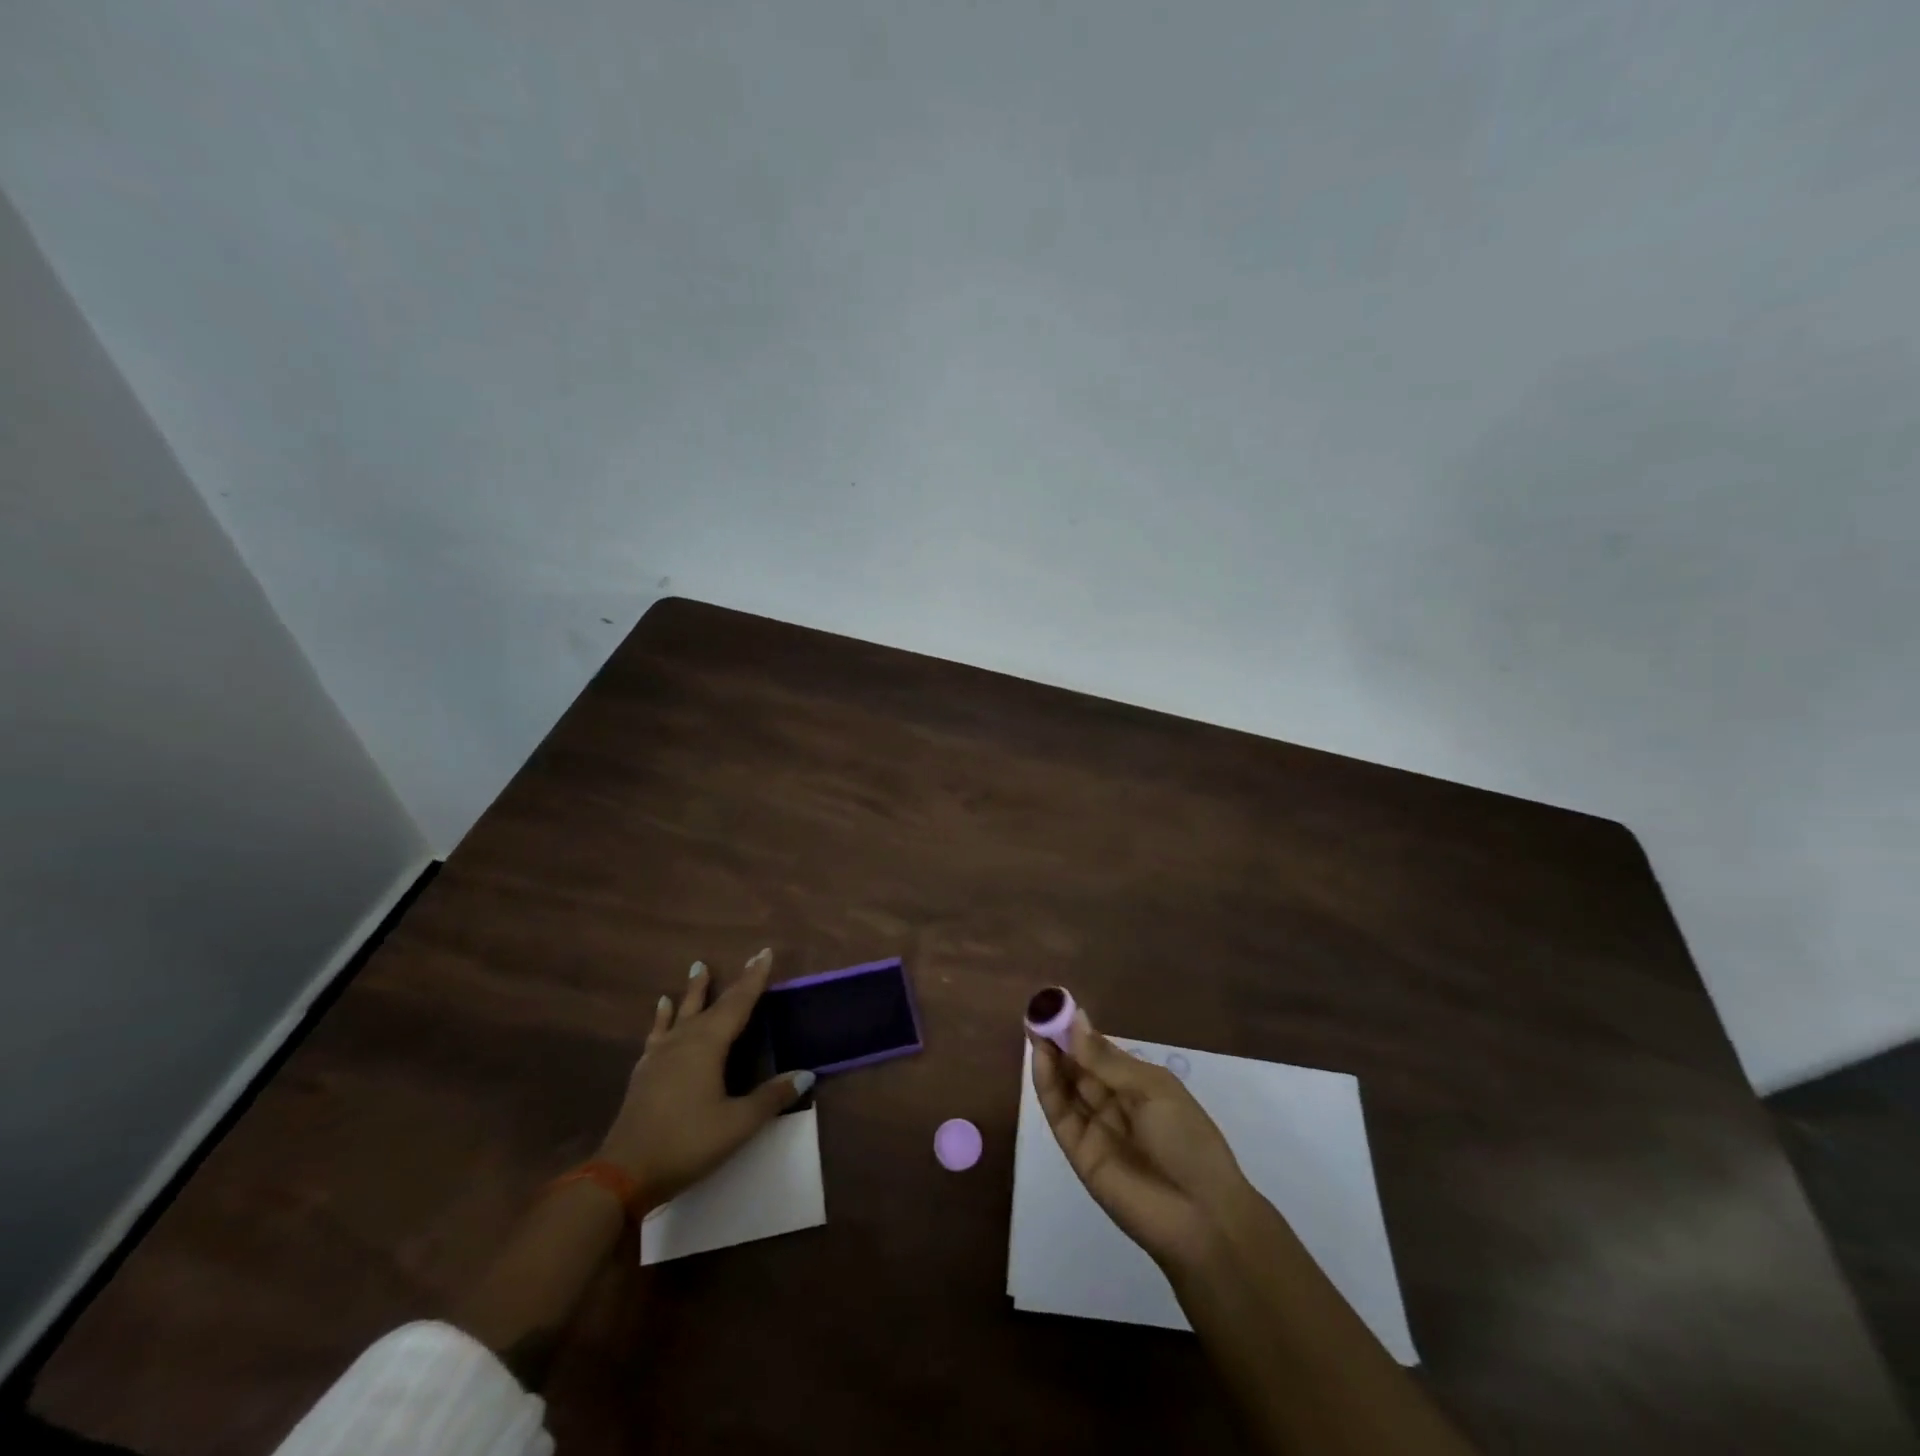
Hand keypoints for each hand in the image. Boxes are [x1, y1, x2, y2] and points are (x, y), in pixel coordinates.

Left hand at [597, 948, 810, 1211]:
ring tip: (697, 967)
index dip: (754, 979)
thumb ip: (771, 1097)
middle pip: (713, 1004)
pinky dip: (662, 1017)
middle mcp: (684, 1040)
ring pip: (682, 1013)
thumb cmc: (687, 1143)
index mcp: (708, 1045)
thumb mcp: (738, 1124)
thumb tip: (806, 1074)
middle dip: (733, 982)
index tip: (765, 952)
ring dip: (693, 991)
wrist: (623, 1173)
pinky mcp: (645, 1072)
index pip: (738, 1004)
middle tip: (748, 958)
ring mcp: (661, 1055)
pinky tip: (660, 1008)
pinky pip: (658, 1032)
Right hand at [1030, 1003, 1257, 1272]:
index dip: (1078, 1031)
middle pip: (1079, 1067)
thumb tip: (1075, 1019)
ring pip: (1066, 1087)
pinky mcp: (1079, 1153)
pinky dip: (1048, 1086)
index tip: (1055, 1005)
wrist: (1201, 1216)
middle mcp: (1114, 1103)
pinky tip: (1040, 1059)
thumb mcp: (1152, 1090)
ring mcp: (1095, 1128)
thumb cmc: (1187, 1140)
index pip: (1100, 1052)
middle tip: (1037, 1013)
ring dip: (1049, 1059)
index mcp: (1139, 1084)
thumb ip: (1107, 1060)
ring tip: (1034, 1029)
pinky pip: (1060, 1115)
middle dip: (1058, 1041)